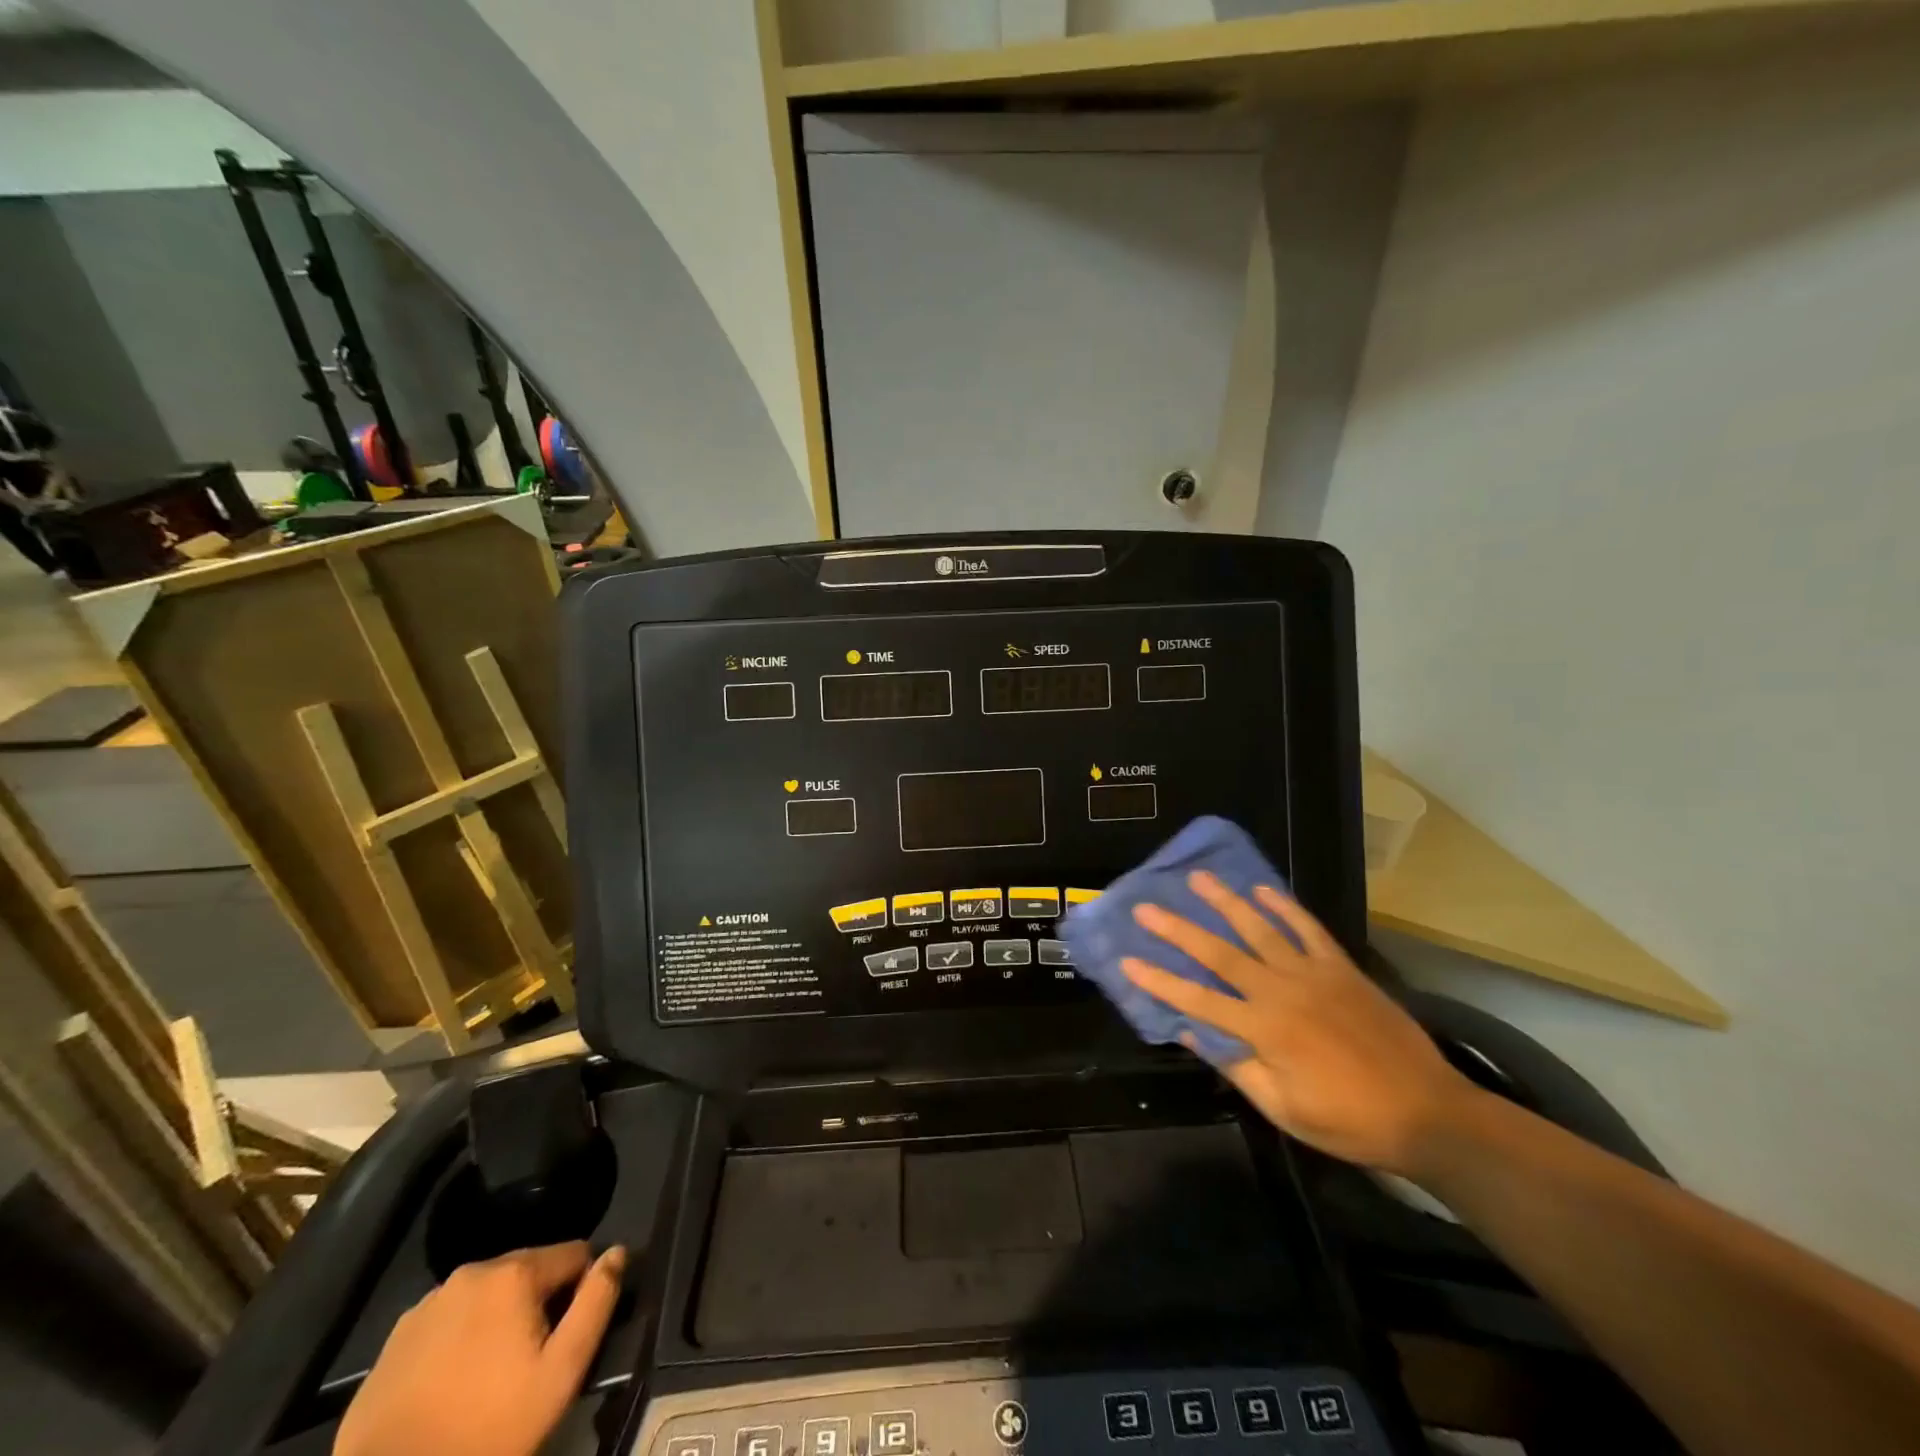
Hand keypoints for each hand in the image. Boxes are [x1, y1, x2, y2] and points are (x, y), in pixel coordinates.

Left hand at [334, 1242, 625, 1455]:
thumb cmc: (487, 1429)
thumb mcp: (562, 1372)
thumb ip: (597, 1302)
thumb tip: (618, 1252)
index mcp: (515, 1272)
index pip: (575, 1254)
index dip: (583, 1289)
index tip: (570, 1334)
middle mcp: (473, 1271)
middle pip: (529, 1270)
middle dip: (539, 1302)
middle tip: (530, 1361)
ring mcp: (428, 1303)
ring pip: (487, 1294)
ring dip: (499, 1317)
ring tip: (490, 1374)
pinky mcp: (396, 1337)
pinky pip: (449, 1320)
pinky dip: (461, 1337)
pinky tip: (453, 1383)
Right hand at [1124, 873, 1474, 1175]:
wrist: (1429, 1113)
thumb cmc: (1350, 1121)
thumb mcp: (1285, 1109)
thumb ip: (1237, 1068)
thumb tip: (1192, 1033)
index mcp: (1264, 1030)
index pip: (1198, 1001)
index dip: (1160, 982)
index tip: (1128, 961)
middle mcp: (1281, 992)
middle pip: (1220, 955)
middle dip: (1179, 930)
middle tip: (1147, 907)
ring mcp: (1314, 974)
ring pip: (1260, 930)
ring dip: (1226, 902)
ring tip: (1199, 878)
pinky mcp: (1342, 968)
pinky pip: (1308, 929)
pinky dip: (1285, 907)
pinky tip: (1263, 890)